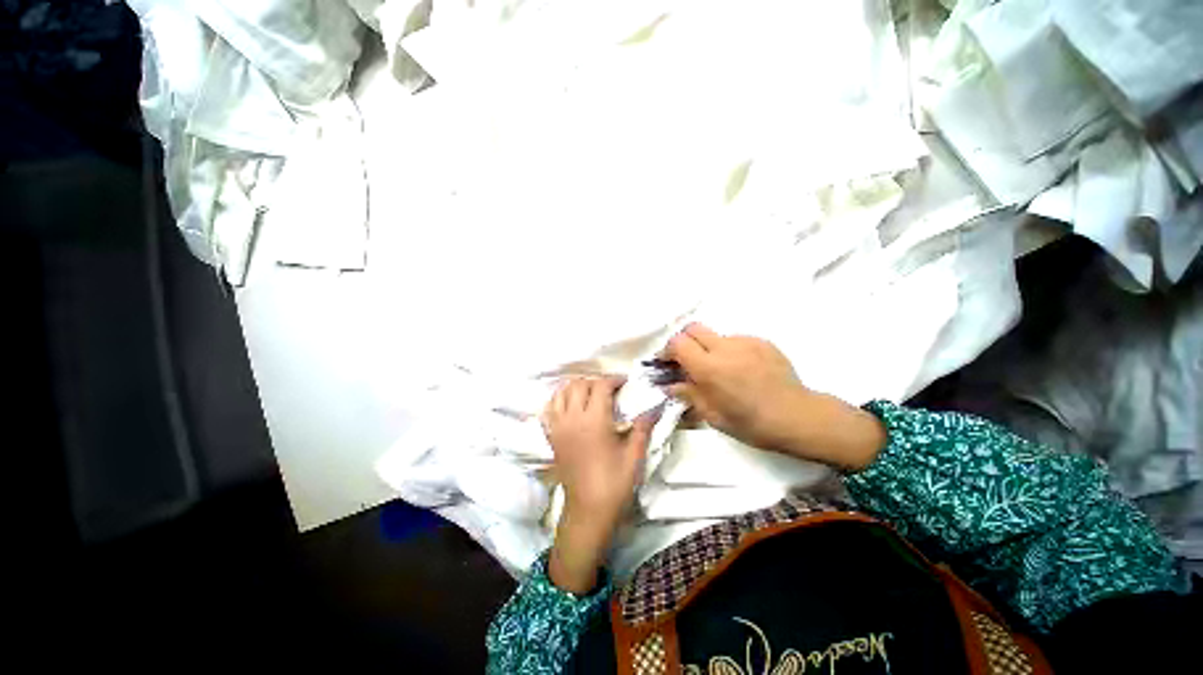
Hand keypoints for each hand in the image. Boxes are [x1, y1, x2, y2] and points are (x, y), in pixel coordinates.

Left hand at [543, 377, 654, 592]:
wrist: (588, 511)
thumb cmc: (614, 484)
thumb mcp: (634, 456)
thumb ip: (643, 427)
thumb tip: (656, 407)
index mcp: (594, 421)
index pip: (600, 386)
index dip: (614, 380)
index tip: (625, 382)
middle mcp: (572, 418)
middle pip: (579, 384)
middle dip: (596, 381)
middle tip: (610, 390)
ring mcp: (558, 427)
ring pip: (561, 392)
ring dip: (576, 387)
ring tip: (590, 394)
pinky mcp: (551, 437)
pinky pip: (549, 409)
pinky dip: (559, 400)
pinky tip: (570, 405)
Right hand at [666, 323, 884, 470]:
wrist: (799, 417)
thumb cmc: (752, 424)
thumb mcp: (714, 416)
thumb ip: (689, 395)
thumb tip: (670, 385)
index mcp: (710, 368)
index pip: (678, 343)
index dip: (667, 351)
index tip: (667, 363)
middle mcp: (725, 348)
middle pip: (693, 328)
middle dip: (684, 341)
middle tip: (687, 360)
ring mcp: (746, 341)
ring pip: (715, 334)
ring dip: (708, 347)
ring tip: (719, 368)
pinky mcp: (762, 341)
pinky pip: (736, 339)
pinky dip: (729, 350)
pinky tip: (740, 369)